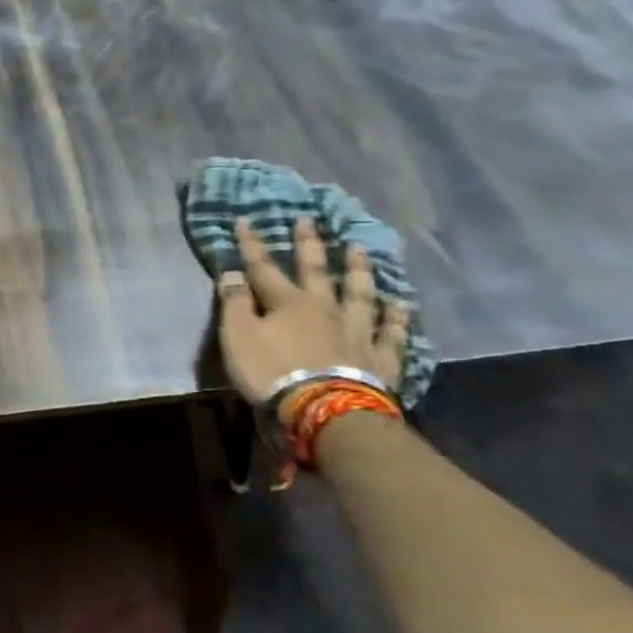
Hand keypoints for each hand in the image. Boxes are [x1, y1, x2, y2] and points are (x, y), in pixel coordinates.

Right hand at [217, 217, 408, 409]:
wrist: (327, 411)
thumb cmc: (273, 372)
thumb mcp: (238, 337)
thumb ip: (234, 303)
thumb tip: (231, 273)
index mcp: (288, 303)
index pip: (264, 267)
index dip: (252, 244)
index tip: (245, 220)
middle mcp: (325, 309)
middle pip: (316, 271)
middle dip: (309, 245)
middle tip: (309, 221)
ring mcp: (357, 332)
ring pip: (360, 295)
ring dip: (358, 271)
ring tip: (360, 250)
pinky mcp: (380, 359)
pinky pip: (392, 334)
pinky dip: (396, 319)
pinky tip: (401, 305)